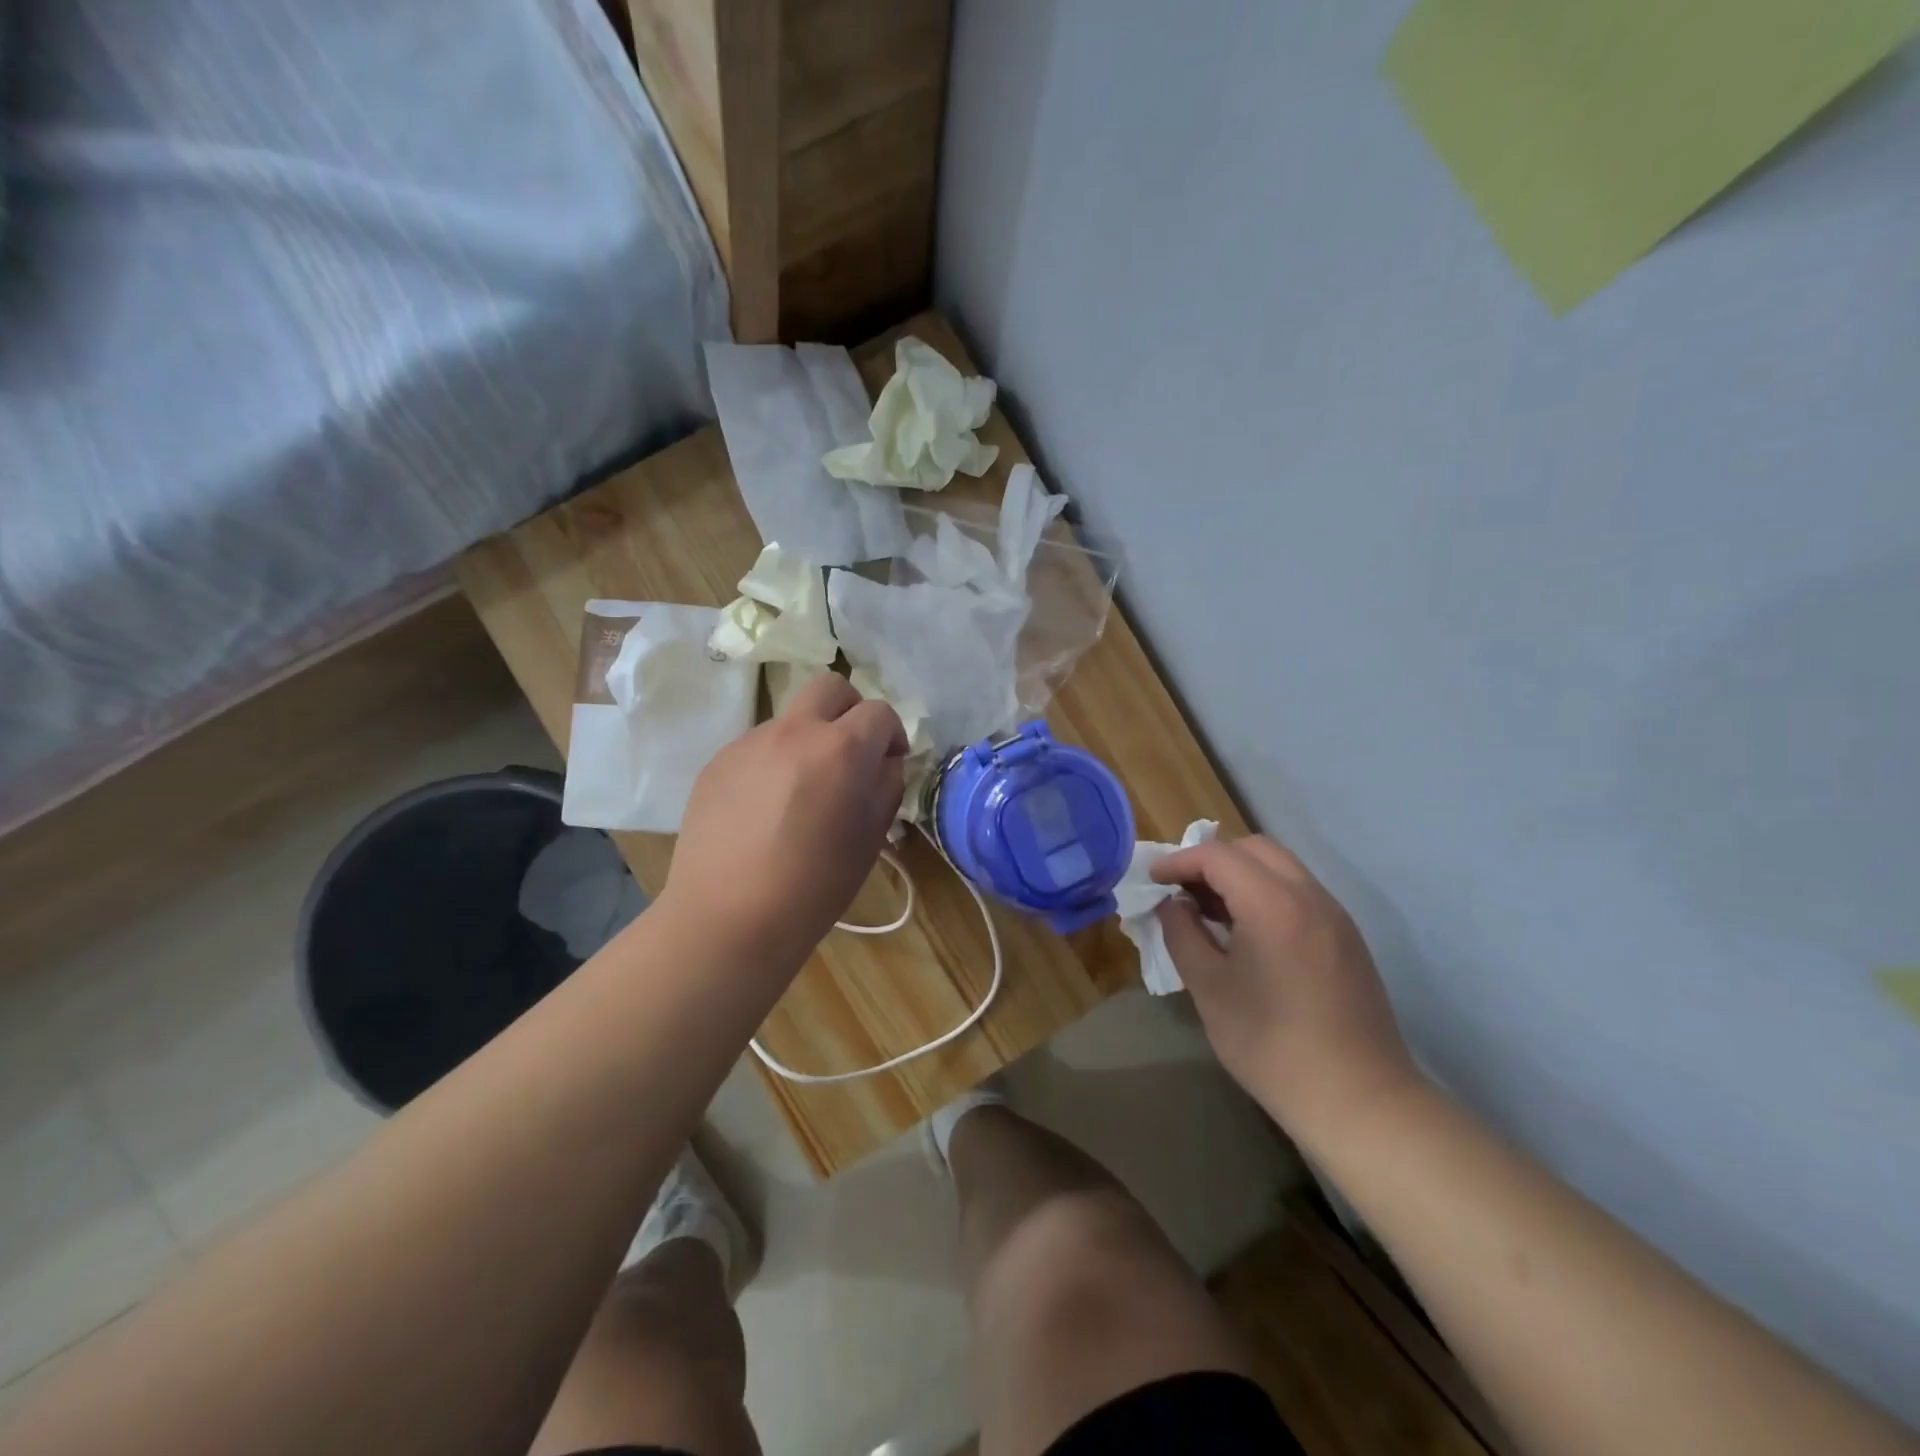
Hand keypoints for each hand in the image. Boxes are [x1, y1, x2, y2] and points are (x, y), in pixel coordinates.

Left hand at [665, 672, 906, 964]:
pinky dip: (773, 762)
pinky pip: (758, 746)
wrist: (729, 917)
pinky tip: (765, 808)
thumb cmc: (814, 886)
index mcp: (841, 749)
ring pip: (791, 718)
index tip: (890, 761)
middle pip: (830, 687)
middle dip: (851, 711)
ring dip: (808, 739)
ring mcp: (749, 743)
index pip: (879, 712)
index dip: (892, 734)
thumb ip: (886, 785)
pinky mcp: (717, 762)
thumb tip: (883, 761)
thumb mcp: (870, 837)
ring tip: (802, 791)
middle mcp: (794, 731)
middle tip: (851, 752)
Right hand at [1152, 834, 1421, 1143]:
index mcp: (1273, 904)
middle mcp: (1310, 896)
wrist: (1359, 1100)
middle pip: (1255, 849)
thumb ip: (1183, 935)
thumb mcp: (1210, 989)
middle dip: (1213, 859)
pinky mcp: (1347, 938)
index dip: (1179, 861)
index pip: (1218, 856)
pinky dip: (1267, 892)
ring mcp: (1335, 916)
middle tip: (1183, 890)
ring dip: (1241, 874)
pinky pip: (1300, 892)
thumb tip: (1172, 905)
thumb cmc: (1272, 1045)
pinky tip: (1249, 931)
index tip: (1153, 879)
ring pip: (1281, 867)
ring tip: (1211, 910)